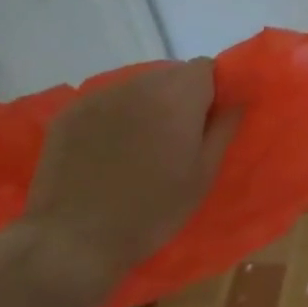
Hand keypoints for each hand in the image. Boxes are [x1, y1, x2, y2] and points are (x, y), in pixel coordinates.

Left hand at [16, 59, 239, 294]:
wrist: (74, 239)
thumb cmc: (153, 209)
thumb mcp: (203, 174)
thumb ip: (223, 129)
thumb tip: (237, 101)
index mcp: (177, 97)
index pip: (205, 67)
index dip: (212, 89)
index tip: (208, 119)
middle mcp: (138, 85)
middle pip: (170, 74)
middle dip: (180, 96)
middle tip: (178, 136)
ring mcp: (99, 97)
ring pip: (138, 87)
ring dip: (147, 105)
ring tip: (141, 145)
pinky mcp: (70, 113)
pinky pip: (106, 102)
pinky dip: (116, 116)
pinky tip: (109, 150)